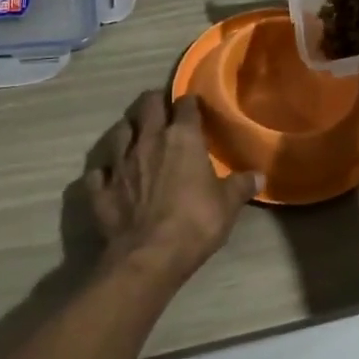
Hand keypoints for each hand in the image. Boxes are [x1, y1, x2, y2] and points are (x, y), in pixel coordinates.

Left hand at [85, 91, 260, 276]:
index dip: (190, 103)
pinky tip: (109, 176)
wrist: (149, 256)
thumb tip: (260, 176)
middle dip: (155, 102)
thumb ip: (241, 185)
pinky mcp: (100, 188)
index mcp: (182, 138)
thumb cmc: (195, 223)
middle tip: (162, 109)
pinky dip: (104, 171)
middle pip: (147, 105)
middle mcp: (148, 141)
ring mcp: (119, 163)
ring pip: (119, 131)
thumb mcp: (228, 205)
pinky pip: (98, 171)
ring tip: (135, 135)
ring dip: (128, 130)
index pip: (185, 105)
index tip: (195, 106)